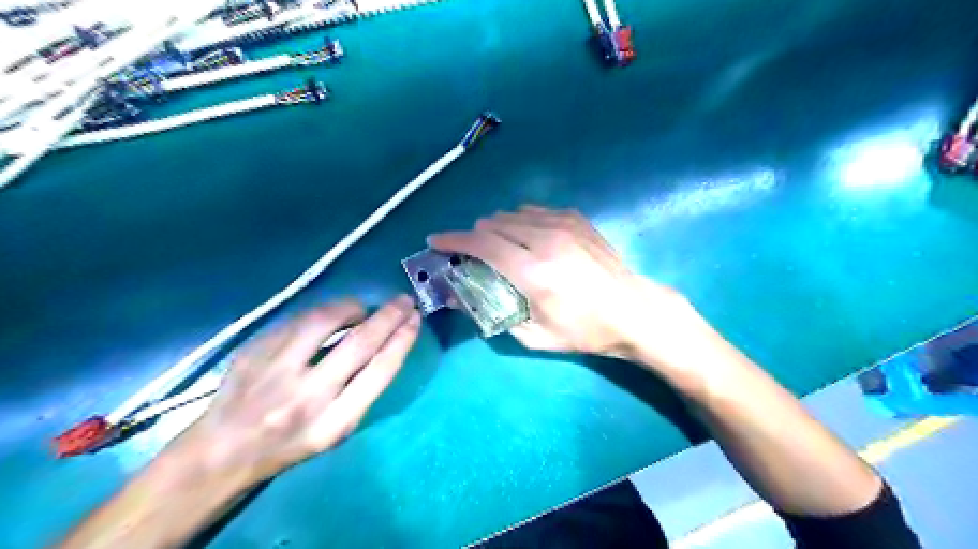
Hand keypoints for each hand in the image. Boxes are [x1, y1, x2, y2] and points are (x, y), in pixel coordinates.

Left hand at [180, 296, 418, 480]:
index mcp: (333, 424)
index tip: (414, 319)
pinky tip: (328, 316)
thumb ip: (361, 390)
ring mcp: (275, 371)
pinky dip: (320, 313)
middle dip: (388, 316)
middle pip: (359, 343)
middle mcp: (306, 397)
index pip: (379, 371)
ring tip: (361, 308)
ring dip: (351, 307)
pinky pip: (297, 319)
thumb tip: (386, 342)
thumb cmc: (291, 445)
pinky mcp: (254, 351)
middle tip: (403, 301)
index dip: (402, 339)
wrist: (222, 451)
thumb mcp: (335, 431)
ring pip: (324, 321)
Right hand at [429, 203, 702, 358]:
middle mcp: (546, 240)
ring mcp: (564, 225)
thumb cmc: (585, 331)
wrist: (633, 310)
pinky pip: (535, 211)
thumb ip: (493, 315)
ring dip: (497, 228)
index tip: (435, 240)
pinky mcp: (576, 219)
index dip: (453, 240)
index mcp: (534, 272)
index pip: (482, 244)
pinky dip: (521, 221)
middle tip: (472, 255)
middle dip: (475, 237)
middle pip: (494, 224)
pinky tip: (527, 237)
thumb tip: (460, 297)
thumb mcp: (535, 337)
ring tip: (500, 247)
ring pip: (513, 214)